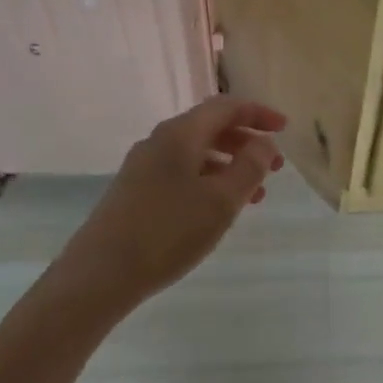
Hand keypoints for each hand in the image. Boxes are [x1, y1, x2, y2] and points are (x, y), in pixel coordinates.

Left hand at [55, 97, 287, 308]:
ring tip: (255, 194)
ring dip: (230, 165)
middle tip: (275, 166)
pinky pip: (181, 172)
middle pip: (211, 127)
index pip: (226, 107)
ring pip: (197, 152)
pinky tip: (217, 209)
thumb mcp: (221, 201)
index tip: (284, 128)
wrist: (97, 276)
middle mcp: (160, 140)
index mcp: (181, 133)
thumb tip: (265, 142)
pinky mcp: (134, 191)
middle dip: (247, 142)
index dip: (258, 113)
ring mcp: (143, 166)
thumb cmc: (167, 232)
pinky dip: (208, 180)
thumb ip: (249, 167)